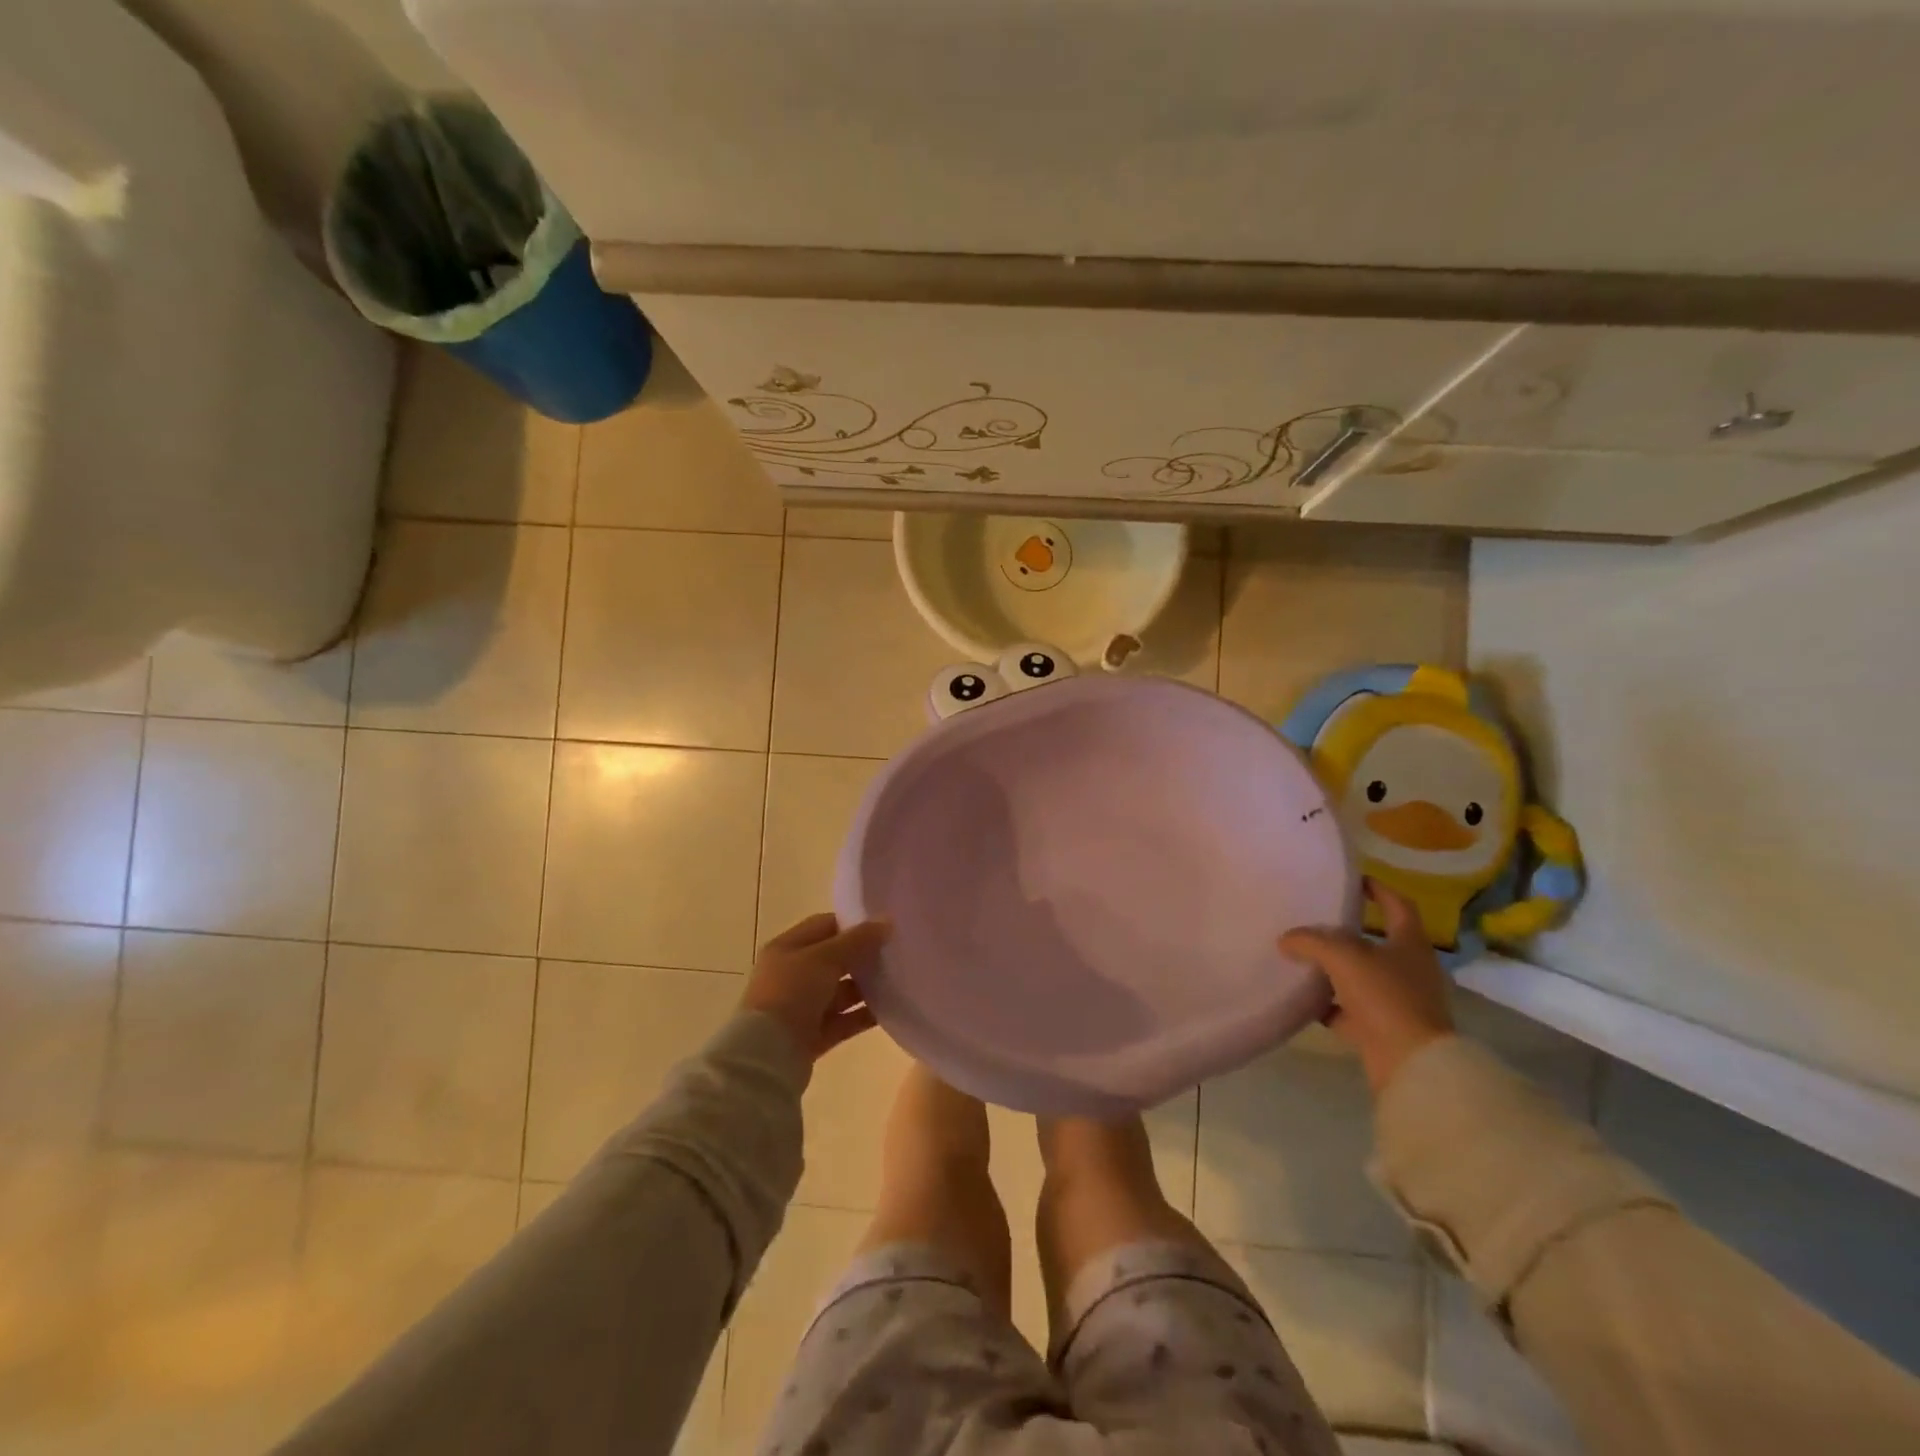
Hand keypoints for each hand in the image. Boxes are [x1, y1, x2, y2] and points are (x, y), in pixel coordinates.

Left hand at [741, 913, 889, 1061]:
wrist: (767, 1055)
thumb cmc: (791, 993)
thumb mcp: (824, 958)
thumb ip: (857, 940)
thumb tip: (886, 922)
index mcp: (787, 948)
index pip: (824, 926)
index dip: (853, 924)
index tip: (884, 926)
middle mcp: (793, 975)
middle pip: (835, 959)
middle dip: (864, 956)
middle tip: (896, 952)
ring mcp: (803, 1007)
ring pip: (842, 991)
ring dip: (867, 986)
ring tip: (899, 980)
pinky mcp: (814, 1035)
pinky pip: (845, 1019)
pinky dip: (865, 1014)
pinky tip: (892, 1008)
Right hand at [1279, 879, 1453, 1094]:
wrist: (1411, 1064)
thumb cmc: (1385, 997)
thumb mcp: (1343, 957)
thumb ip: (1311, 941)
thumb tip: (1285, 939)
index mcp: (1409, 944)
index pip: (1398, 905)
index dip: (1378, 889)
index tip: (1352, 881)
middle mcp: (1409, 969)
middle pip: (1377, 941)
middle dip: (1347, 931)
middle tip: (1315, 920)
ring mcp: (1397, 1001)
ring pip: (1361, 976)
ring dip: (1335, 969)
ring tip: (1302, 957)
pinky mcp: (1383, 1029)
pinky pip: (1350, 1010)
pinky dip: (1329, 1004)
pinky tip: (1303, 998)